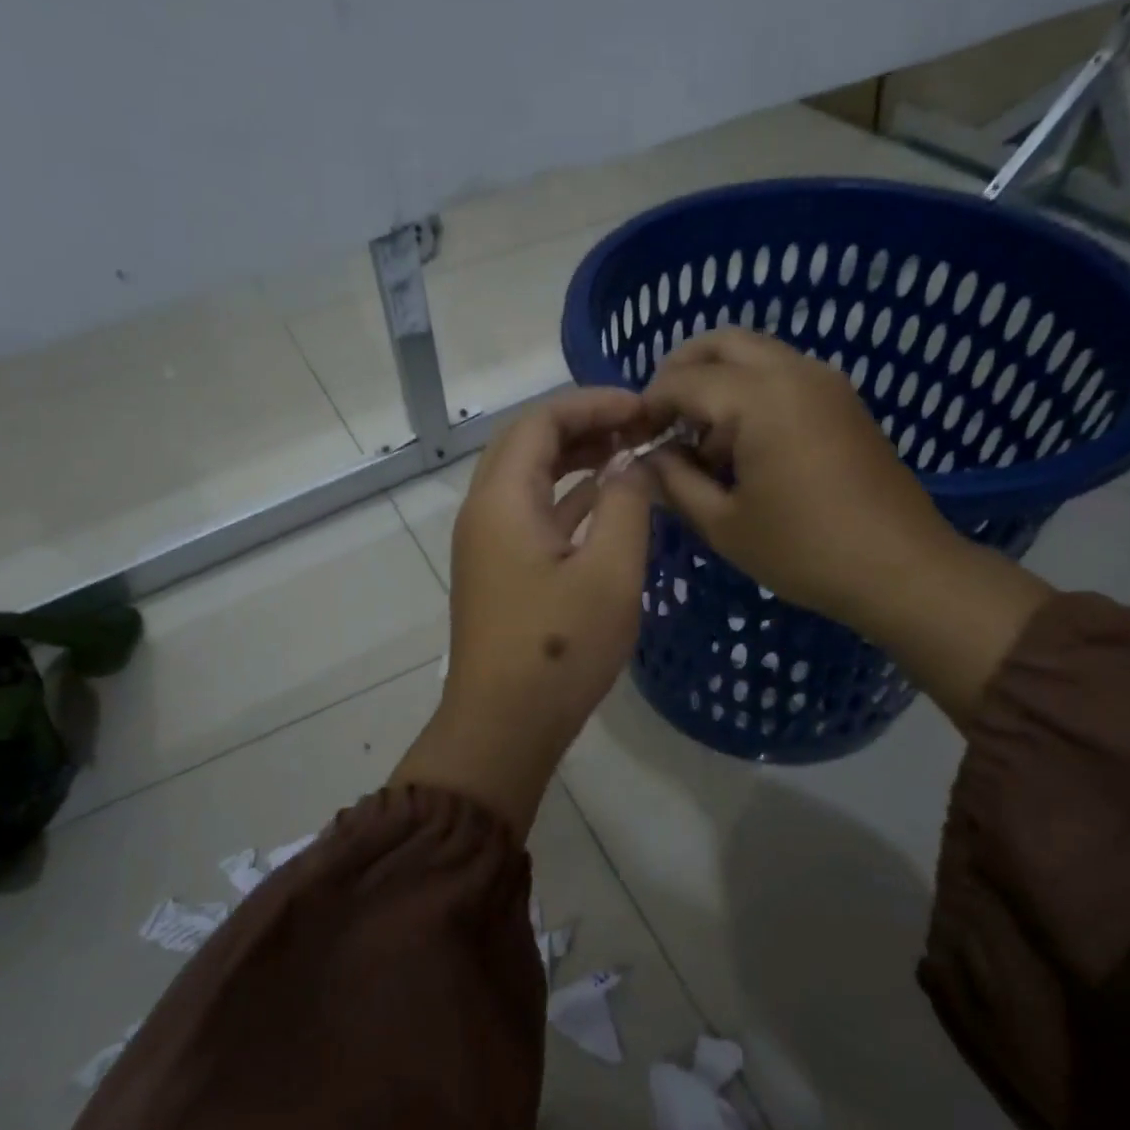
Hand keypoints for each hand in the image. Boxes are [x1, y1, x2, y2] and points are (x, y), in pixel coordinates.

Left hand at [391, 389, 656, 830]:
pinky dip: (569, 498)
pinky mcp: (500, 572)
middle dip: (585, 424)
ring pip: (530, 479)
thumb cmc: (559, 649)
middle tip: (640, 426)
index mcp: (502, 500)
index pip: (540, 421)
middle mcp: (484, 512)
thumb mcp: (609, 572)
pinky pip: (533, 514)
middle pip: (528, 443)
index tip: (645, 408)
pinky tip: (608, 501)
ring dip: (576, 459)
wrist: (503, 726)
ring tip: (631, 452)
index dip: (593, 403)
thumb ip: (625, 505)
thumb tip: (632, 465)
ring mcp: (488, 544)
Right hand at [643, 329, 1053, 723]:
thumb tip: (648, 458)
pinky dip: (749, 391)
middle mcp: (793, 371)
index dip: (648, 406)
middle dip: (680, 371)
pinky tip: (741, 445)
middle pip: (721, 342)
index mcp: (758, 398)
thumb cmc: (803, 550)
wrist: (900, 567)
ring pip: (754, 354)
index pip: (683, 380)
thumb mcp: (722, 524)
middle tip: (659, 418)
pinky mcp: (843, 401)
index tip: (631, 439)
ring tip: (699, 440)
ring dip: (717, 381)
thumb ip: (675, 482)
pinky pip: (782, 374)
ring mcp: (825, 382)